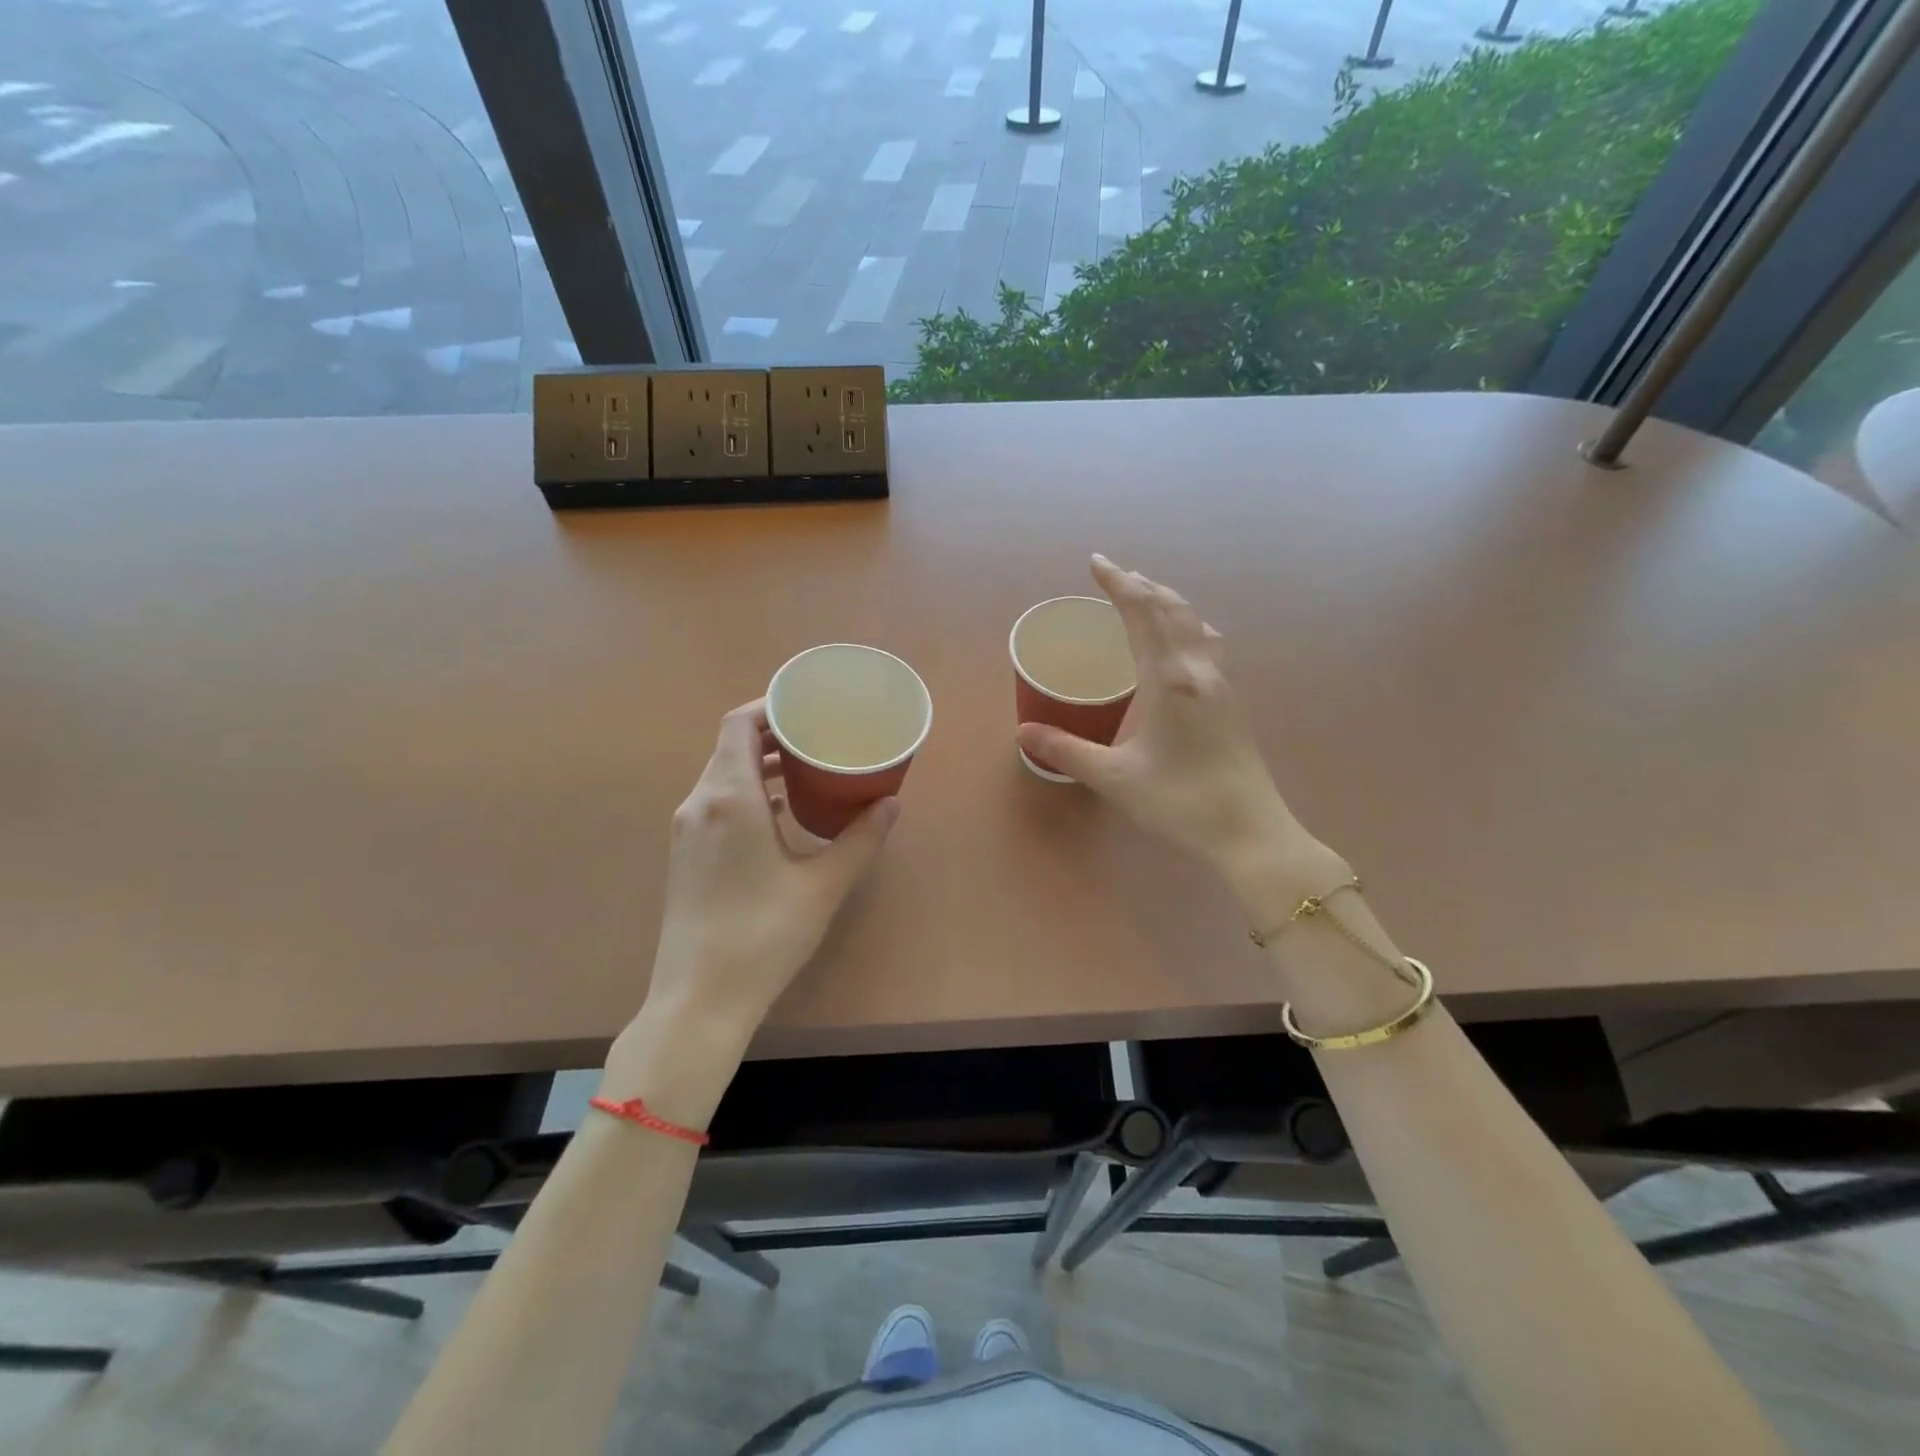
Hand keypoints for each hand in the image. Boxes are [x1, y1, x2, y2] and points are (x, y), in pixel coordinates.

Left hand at [643, 699, 897, 1044]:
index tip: (809, 706)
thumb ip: (861, 839)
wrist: (699, 999)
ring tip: (806, 768)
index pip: (740, 724)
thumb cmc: (763, 935)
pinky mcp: (685, 855)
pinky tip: (781, 811)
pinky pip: (716, 802)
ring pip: (722, 774)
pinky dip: (748, 792)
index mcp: (729, 797)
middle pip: (731, 745)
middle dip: (773, 733)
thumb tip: (891, 803)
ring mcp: (686, 830)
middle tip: (819, 735)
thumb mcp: (823, 885)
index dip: (771, 706)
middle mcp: (700, 803)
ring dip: (760, 764)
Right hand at [1017, 555, 1322, 883]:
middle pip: (1173, 609)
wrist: (1250, 833)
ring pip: (1194, 624)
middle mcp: (1199, 671)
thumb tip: (1022, 732)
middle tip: (1115, 575)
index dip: (1119, 583)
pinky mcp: (1231, 703)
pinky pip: (1206, 645)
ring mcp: (1221, 685)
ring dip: (1168, 602)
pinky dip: (1186, 626)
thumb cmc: (1180, 803)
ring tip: (1146, 597)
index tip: (1097, 562)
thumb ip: (1067, 751)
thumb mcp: (1115, 778)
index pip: (1142, 613)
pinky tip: (1182, 644)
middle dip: (1142, 586)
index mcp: (1169, 679)